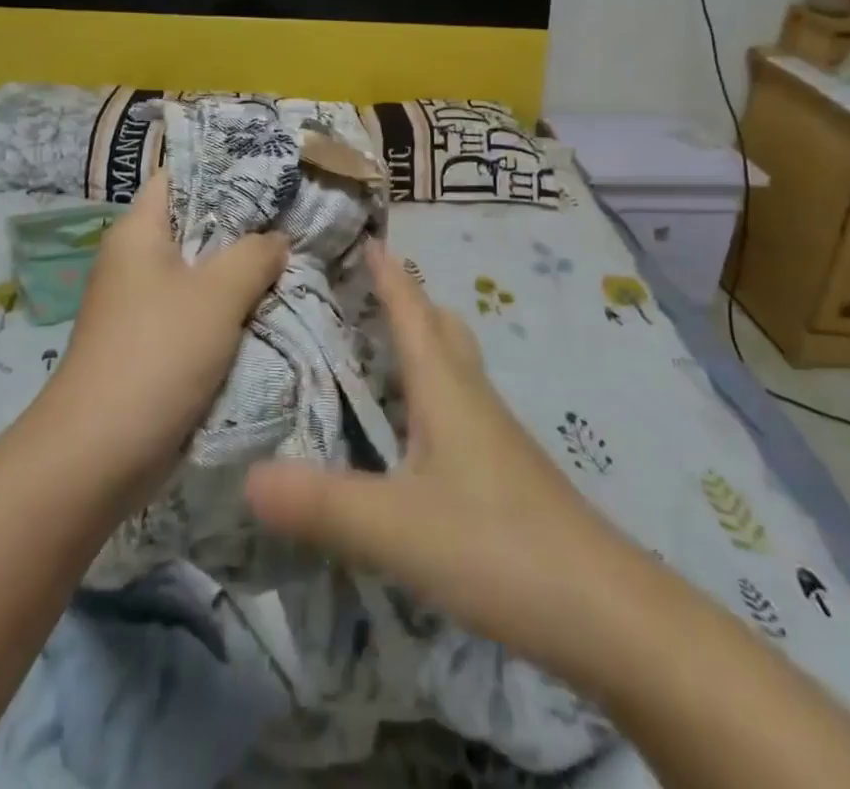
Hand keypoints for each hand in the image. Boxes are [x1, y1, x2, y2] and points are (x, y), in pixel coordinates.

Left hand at [43, 173, 287, 511]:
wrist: (98, 454)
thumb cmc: (158, 354)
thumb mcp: (218, 294)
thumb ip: (255, 254)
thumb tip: (276, 240)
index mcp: (140, 232)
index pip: (181, 176)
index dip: (225, 167)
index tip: (274, 170)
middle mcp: (137, 260)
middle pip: (197, 224)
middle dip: (247, 224)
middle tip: (299, 216)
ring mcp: (143, 304)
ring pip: (202, 272)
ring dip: (243, 272)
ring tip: (296, 258)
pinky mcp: (154, 343)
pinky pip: (199, 311)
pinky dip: (231, 309)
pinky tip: (272, 307)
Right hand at [244, 242, 625, 678]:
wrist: (604, 613)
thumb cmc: (497, 545)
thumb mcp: (396, 526)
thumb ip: (321, 503)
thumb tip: (246, 475)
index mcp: (446, 387)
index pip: (412, 310)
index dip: (388, 273)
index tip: (365, 235)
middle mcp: (471, 397)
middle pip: (440, 328)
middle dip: (406, 300)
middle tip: (363, 290)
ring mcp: (493, 436)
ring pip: (453, 367)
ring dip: (420, 344)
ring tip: (377, 350)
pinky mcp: (503, 473)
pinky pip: (458, 408)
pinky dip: (429, 393)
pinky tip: (411, 433)